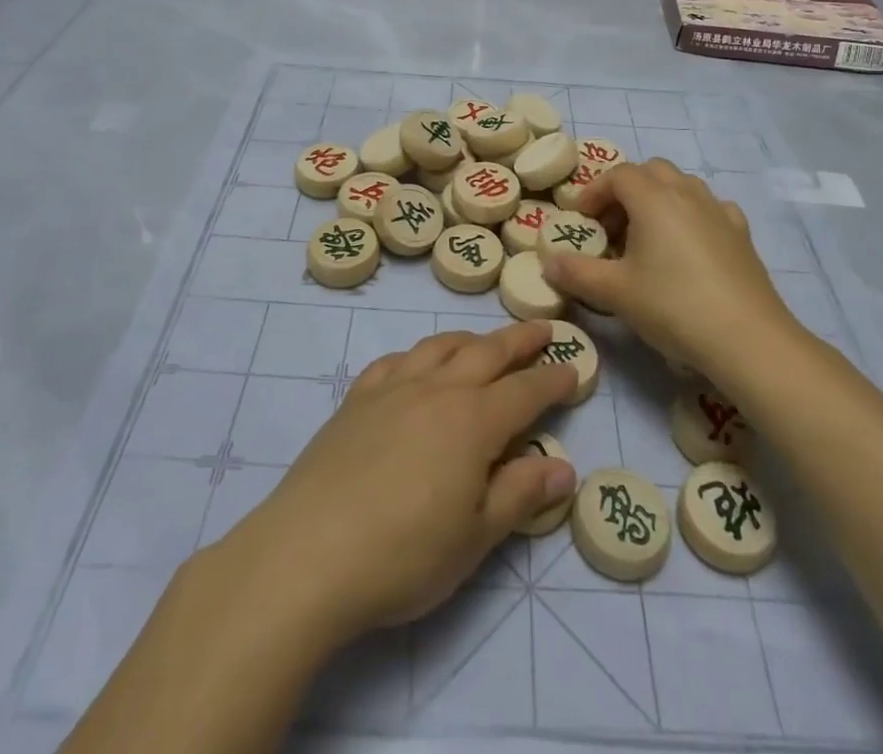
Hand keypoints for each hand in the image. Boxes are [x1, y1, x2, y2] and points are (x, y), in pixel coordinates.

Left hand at [225, 319, 576, 641]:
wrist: (309, 552)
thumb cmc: (404, 554)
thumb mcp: (475, 537)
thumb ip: (520, 495)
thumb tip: (563, 466)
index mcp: (474, 422)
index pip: (525, 391)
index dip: (553, 379)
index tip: (574, 367)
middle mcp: (437, 390)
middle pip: (487, 352)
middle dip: (519, 340)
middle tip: (542, 328)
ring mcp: (393, 388)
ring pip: (440, 346)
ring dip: (470, 338)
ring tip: (484, 342)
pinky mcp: (356, 399)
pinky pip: (395, 360)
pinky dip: (418, 354)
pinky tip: (417, 365)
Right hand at [541, 158, 804, 376]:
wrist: (747, 338)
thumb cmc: (673, 306)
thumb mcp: (615, 292)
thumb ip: (577, 273)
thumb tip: (548, 263)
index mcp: (653, 198)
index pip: (617, 175)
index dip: (594, 192)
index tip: (582, 219)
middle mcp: (687, 193)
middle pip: (650, 171)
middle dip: (626, 190)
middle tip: (611, 226)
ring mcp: (719, 211)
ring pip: (682, 185)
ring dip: (658, 199)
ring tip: (646, 237)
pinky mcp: (742, 234)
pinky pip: (710, 208)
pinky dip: (691, 215)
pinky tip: (688, 246)